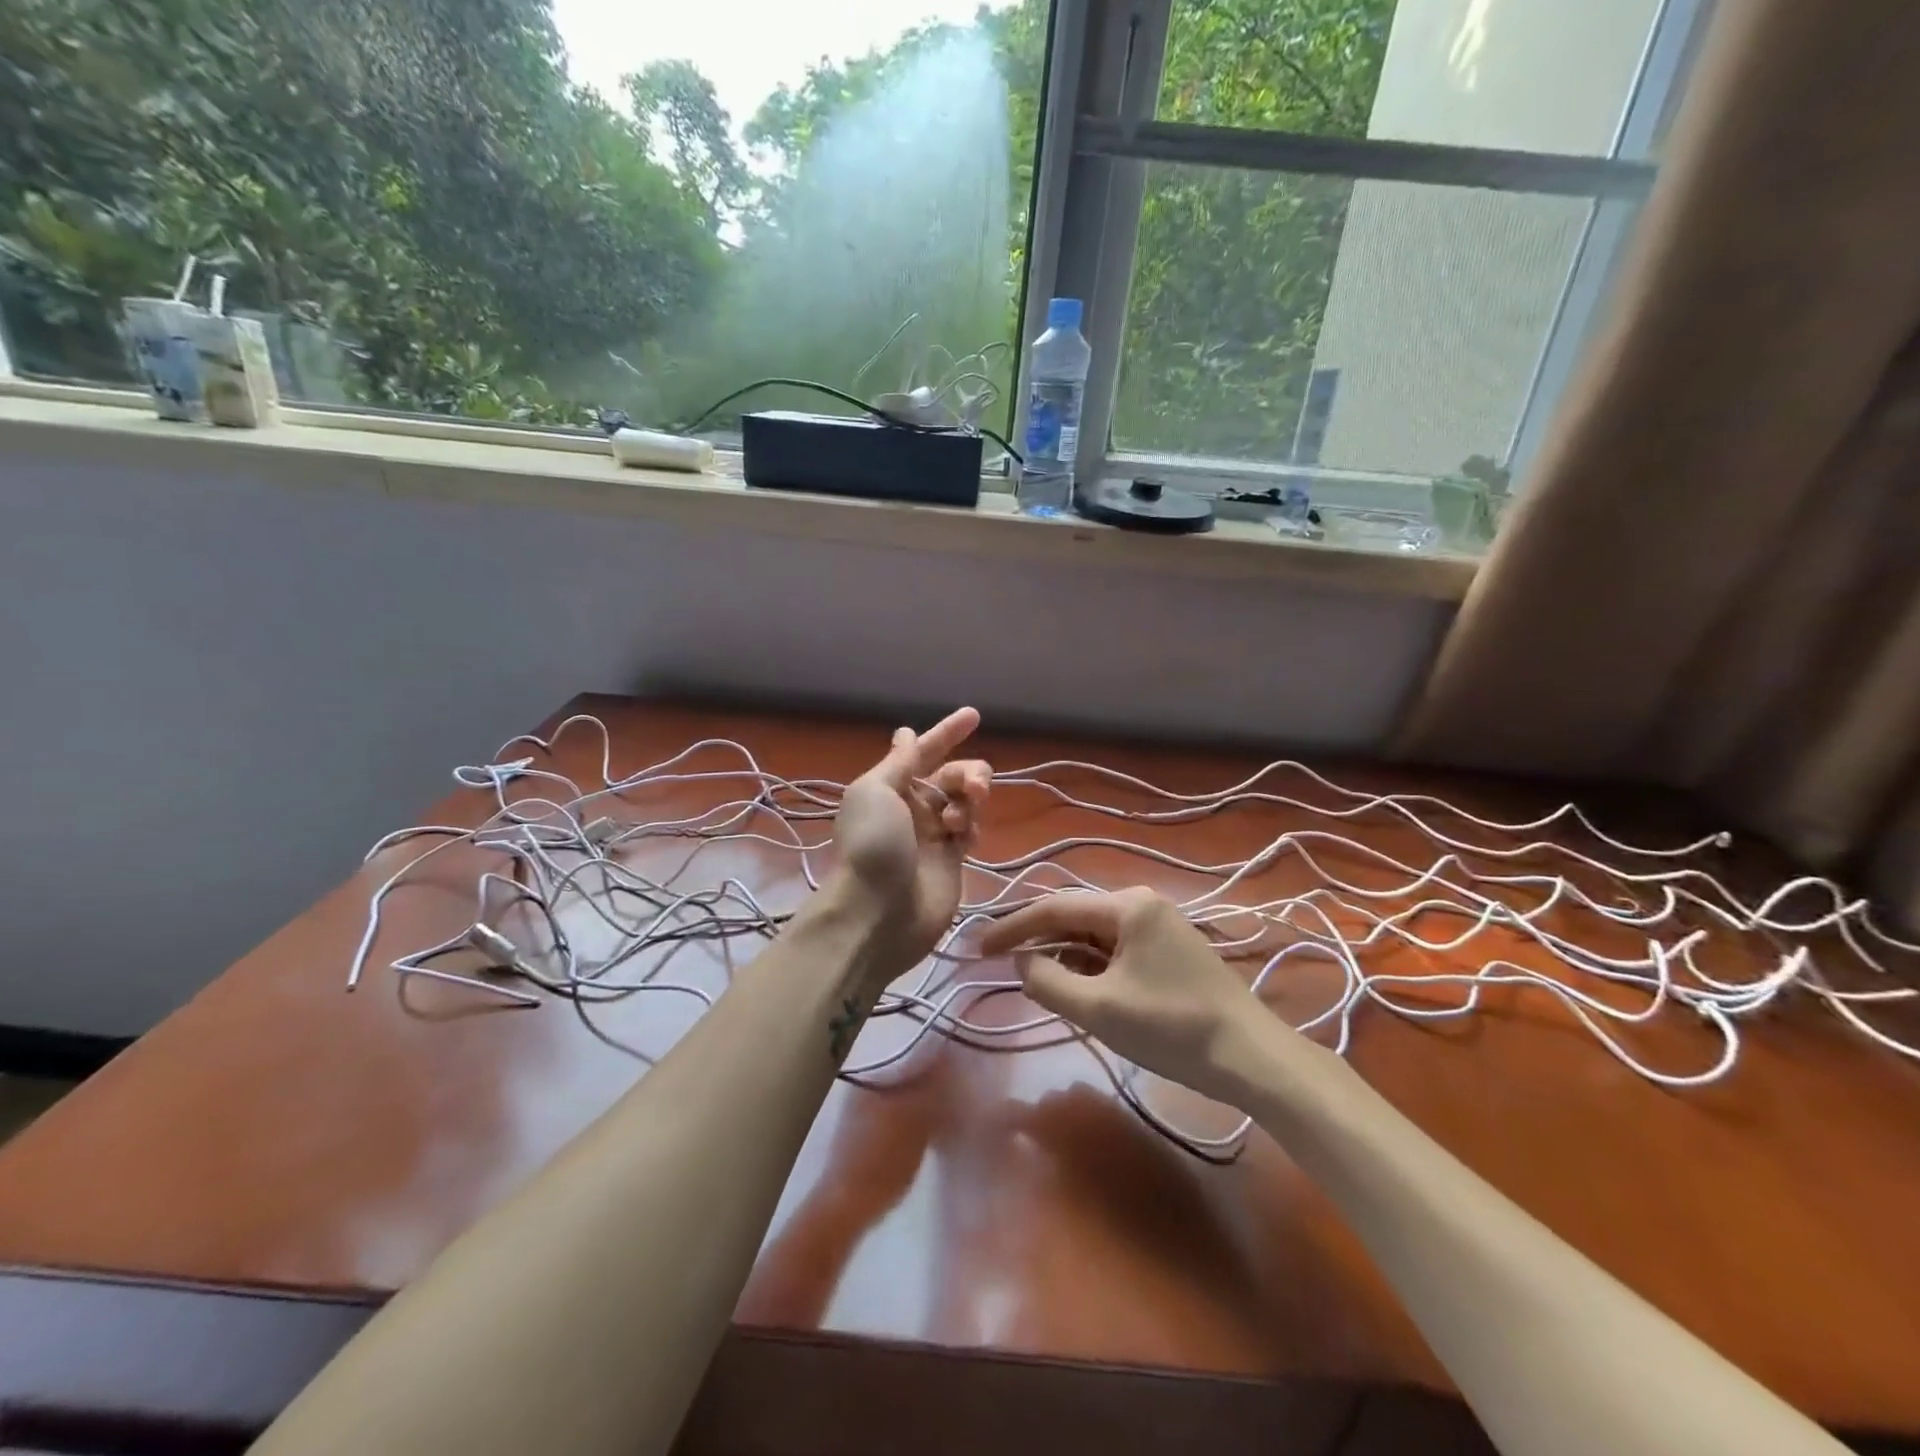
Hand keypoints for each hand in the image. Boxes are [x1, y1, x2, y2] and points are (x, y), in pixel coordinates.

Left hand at [832, 707, 990, 975]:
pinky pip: (970, 829)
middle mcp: (912, 805)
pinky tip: (962, 837)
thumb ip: (900, 762)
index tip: (974, 715)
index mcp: (890, 786)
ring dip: (969, 799)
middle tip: (973, 788)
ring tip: (959, 817)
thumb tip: (906, 733)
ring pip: (965, 800)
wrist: (879, 913)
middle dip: (967, 773)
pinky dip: (971, 825)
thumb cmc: (874, 844)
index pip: (923, 751)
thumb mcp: (877, 790)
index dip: (946, 732)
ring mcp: (933, 834)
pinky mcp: (952, 860)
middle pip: (952, 774)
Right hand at [980, 887, 1296, 1105]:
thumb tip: (1022, 962)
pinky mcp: (1168, 950)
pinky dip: (1088, 965)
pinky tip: (1073, 985)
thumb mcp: (1100, 1008)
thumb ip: (1049, 981)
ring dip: (1062, 955)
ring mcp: (1158, 926)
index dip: (1013, 927)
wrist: (1251, 1056)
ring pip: (1093, 935)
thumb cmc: (1172, 1028)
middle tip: (999, 962)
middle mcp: (1141, 904)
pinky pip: (1114, 949)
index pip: (1055, 908)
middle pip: (1074, 917)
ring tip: (1031, 978)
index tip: (979, 948)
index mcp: (1127, 905)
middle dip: (1036, 939)